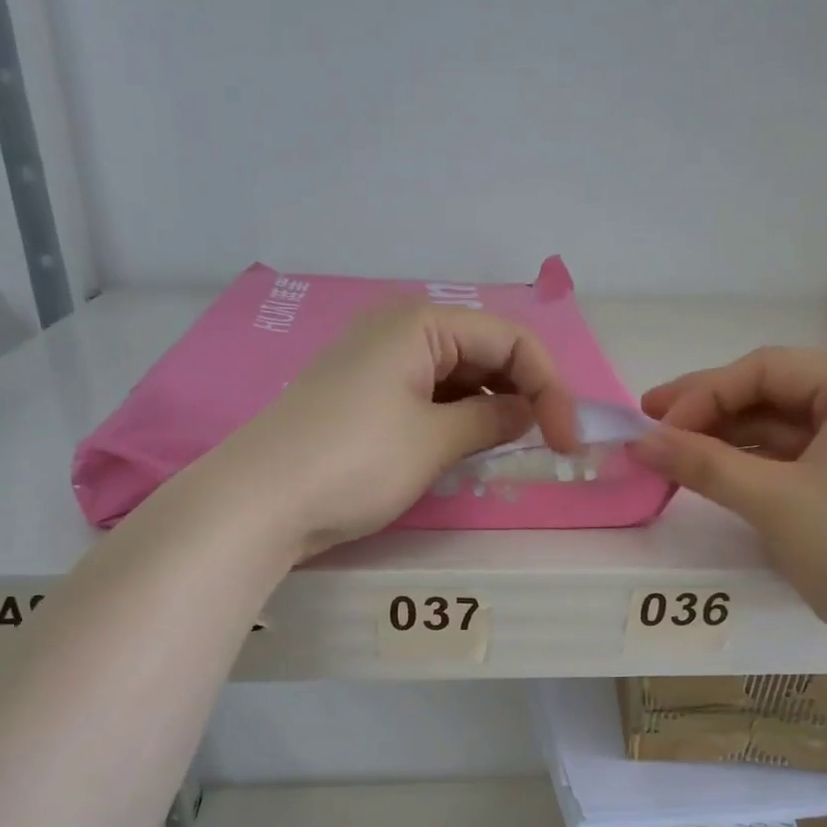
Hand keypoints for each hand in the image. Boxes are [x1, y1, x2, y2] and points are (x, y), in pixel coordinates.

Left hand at [222, 303, 579, 555]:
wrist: (258, 502)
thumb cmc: (354, 461)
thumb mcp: (435, 441)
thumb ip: (492, 422)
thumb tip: (526, 413)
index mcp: (420, 323)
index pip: (510, 340)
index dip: (549, 387)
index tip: (567, 441)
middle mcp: (398, 331)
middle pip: (483, 353)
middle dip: (521, 395)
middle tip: (545, 447)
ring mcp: (375, 365)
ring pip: (455, 378)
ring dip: (488, 411)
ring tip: (507, 452)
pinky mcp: (361, 399)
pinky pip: (425, 398)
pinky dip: (454, 420)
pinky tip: (464, 450)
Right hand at [629, 348, 826, 658]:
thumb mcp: (774, 502)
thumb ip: (702, 464)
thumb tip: (637, 442)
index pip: (765, 369)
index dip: (700, 395)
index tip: (650, 429)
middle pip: (773, 392)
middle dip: (709, 413)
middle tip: (648, 428)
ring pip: (782, 426)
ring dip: (726, 440)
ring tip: (672, 457)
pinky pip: (797, 456)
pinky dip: (753, 464)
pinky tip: (715, 475)